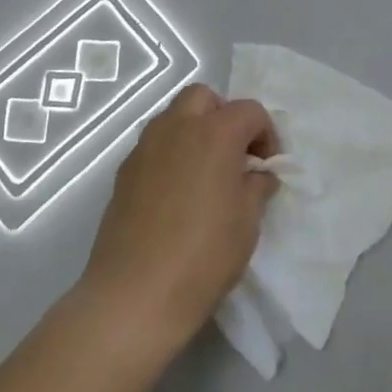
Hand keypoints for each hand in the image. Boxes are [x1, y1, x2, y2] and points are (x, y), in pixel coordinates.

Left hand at [78, 85, 279, 364]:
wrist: (136, 294)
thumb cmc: (204, 255)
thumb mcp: (247, 221)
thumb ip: (257, 186)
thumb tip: (257, 174)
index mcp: (215, 133)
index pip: (249, 111)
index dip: (266, 134)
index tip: (267, 168)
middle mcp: (177, 127)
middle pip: (204, 97)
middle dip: (224, 117)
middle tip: (234, 156)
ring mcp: (145, 147)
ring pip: (174, 116)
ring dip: (195, 131)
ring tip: (205, 174)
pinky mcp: (124, 171)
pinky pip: (154, 145)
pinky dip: (171, 154)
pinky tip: (177, 194)